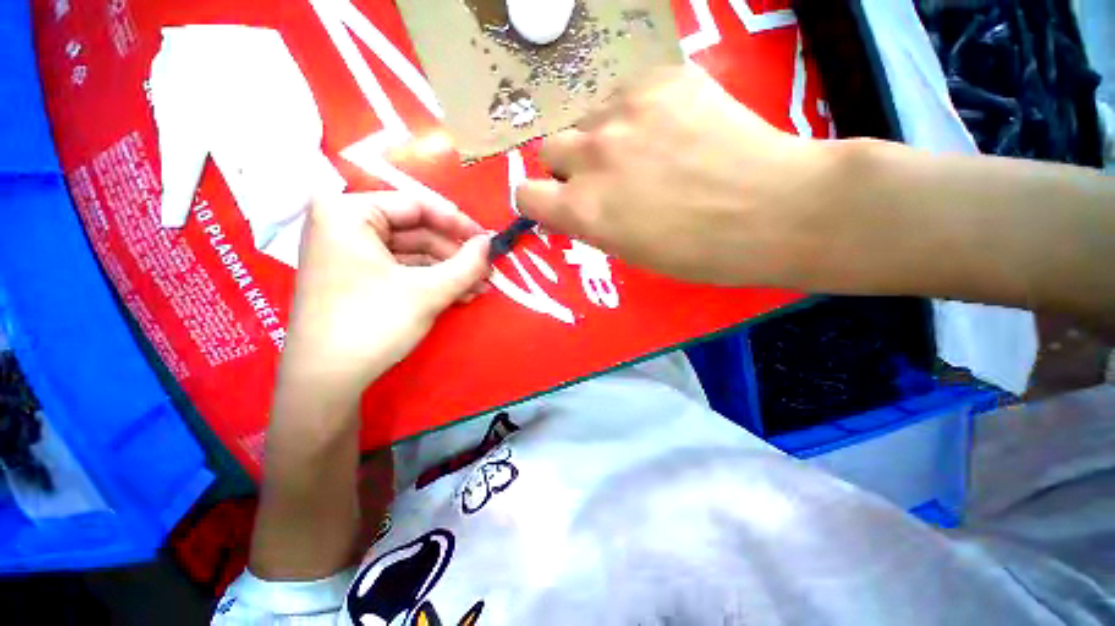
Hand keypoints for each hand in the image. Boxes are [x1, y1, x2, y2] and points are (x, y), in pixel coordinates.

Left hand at [278, 192, 489, 408]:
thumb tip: (490, 244)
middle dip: (456, 255)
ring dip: (449, 271)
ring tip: (480, 287)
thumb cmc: (373, 323)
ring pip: (413, 254)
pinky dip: (432, 281)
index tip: (487, 240)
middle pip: (416, 231)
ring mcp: (350, 254)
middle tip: (487, 270)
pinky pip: (402, 270)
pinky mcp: (357, 278)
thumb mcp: (428, 291)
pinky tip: (460, 294)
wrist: (327, 380)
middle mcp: (344, 226)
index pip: (416, 205)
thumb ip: (466, 264)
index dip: (457, 223)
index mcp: (348, 213)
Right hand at [516, 66, 830, 286]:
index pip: (526, 194)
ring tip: (645, 150)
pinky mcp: (661, 78)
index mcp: (584, 210)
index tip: (557, 202)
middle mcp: (592, 157)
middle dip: (569, 166)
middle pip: (550, 149)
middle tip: (605, 177)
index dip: (539, 200)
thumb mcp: (629, 251)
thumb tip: (575, 201)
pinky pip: (625, 92)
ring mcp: (625, 112)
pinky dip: (637, 112)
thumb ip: (591, 221)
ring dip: (603, 137)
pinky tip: (671, 127)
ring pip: (588, 119)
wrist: (773, 210)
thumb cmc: (698, 251)